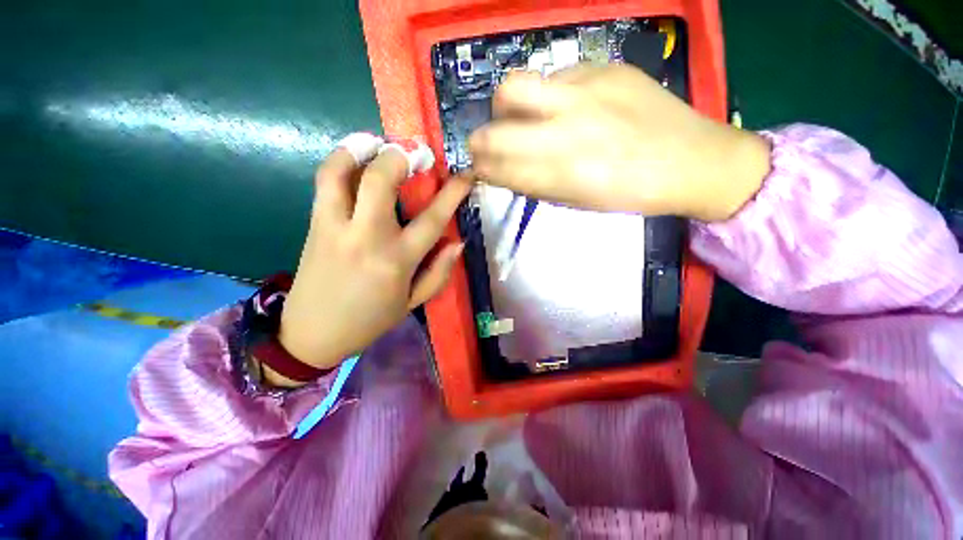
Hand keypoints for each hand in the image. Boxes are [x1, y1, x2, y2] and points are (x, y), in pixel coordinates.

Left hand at [267, 136, 470, 386]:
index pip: (433, 218)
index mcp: (397, 261)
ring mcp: (336, 227)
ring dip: (362, 148)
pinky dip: (340, 161)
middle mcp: (367, 237)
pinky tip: (355, 156)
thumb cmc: (370, 320)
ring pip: (342, 173)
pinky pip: (325, 182)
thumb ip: (439, 272)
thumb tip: (458, 242)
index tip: (465, 175)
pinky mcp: (314, 224)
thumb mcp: (413, 302)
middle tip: (417, 152)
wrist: (312, 333)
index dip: (453, 192)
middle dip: (401, 157)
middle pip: (381, 182)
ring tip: (378, 141)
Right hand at [469, 65, 770, 221]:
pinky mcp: (601, 67)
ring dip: (505, 109)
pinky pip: (553, 77)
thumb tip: (505, 170)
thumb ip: (535, 184)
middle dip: (479, 142)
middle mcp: (562, 132)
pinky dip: (546, 96)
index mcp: (557, 175)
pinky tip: (564, 106)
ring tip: (521, 118)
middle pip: (492, 130)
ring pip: (513, 88)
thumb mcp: (576, 202)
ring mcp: (581, 93)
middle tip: (486, 146)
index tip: (476, 170)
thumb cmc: (630, 194)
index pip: (496, 169)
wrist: (691, 160)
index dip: (479, 169)